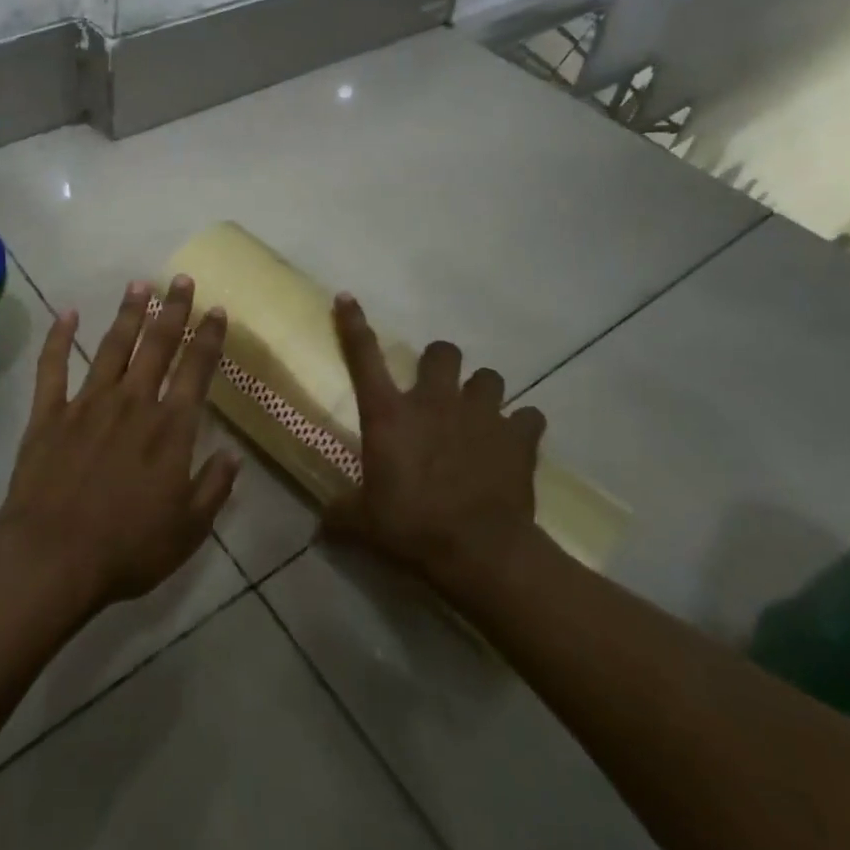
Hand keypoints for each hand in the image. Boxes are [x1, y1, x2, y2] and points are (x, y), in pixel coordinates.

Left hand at [0, 276, 240, 613]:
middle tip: (181, 279)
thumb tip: (233, 454)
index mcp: (170, 428)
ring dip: (128, 314)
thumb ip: (214, 487)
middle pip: (157, 345)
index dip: (209, 338)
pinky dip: (58, 338)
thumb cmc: (127, 548)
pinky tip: (67, 313)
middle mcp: (132, 403)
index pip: (196, 370)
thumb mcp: (188, 528)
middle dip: (172, 310)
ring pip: (112, 347)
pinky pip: (53, 367)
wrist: (52, 557)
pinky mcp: (49, 414)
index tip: (217, 310)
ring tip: (139, 284)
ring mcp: (87, 403)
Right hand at [323, 292, 548, 593]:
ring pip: (488, 377)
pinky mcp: (518, 436)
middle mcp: (434, 401)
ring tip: (479, 416)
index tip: (347, 298)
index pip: (364, 356)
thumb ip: (341, 514)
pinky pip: (528, 417)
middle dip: (439, 363)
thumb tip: (321, 523)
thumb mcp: (364, 523)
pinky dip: (522, 427)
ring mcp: (480, 414)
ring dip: (482, 392)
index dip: (353, 324)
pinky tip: (515, 443)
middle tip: (438, 389)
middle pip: (441, 352)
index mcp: (390, 414)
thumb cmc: (412, 527)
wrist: (480, 551)